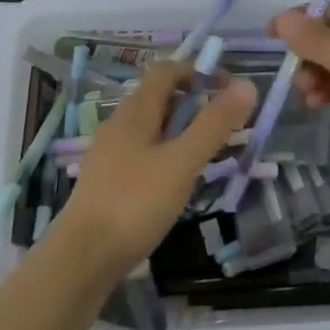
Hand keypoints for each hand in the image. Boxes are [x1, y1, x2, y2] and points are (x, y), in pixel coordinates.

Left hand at [52, 59, 257, 279]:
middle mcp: (119, 125)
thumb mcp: (182, 162)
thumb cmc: (135, 203)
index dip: (199, 72)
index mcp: (135, 112)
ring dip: (182, 131)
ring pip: (152, 127)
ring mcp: (110, 154)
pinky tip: (178, 182)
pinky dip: (167, 154)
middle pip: (159, 98)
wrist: (82, 258)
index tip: (229, 92)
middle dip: (195, 104)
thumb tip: (247, 85)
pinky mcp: (108, 181)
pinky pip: (143, 153)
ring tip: (208, 155)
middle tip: (225, 128)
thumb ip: (214, 124)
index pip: (167, 71)